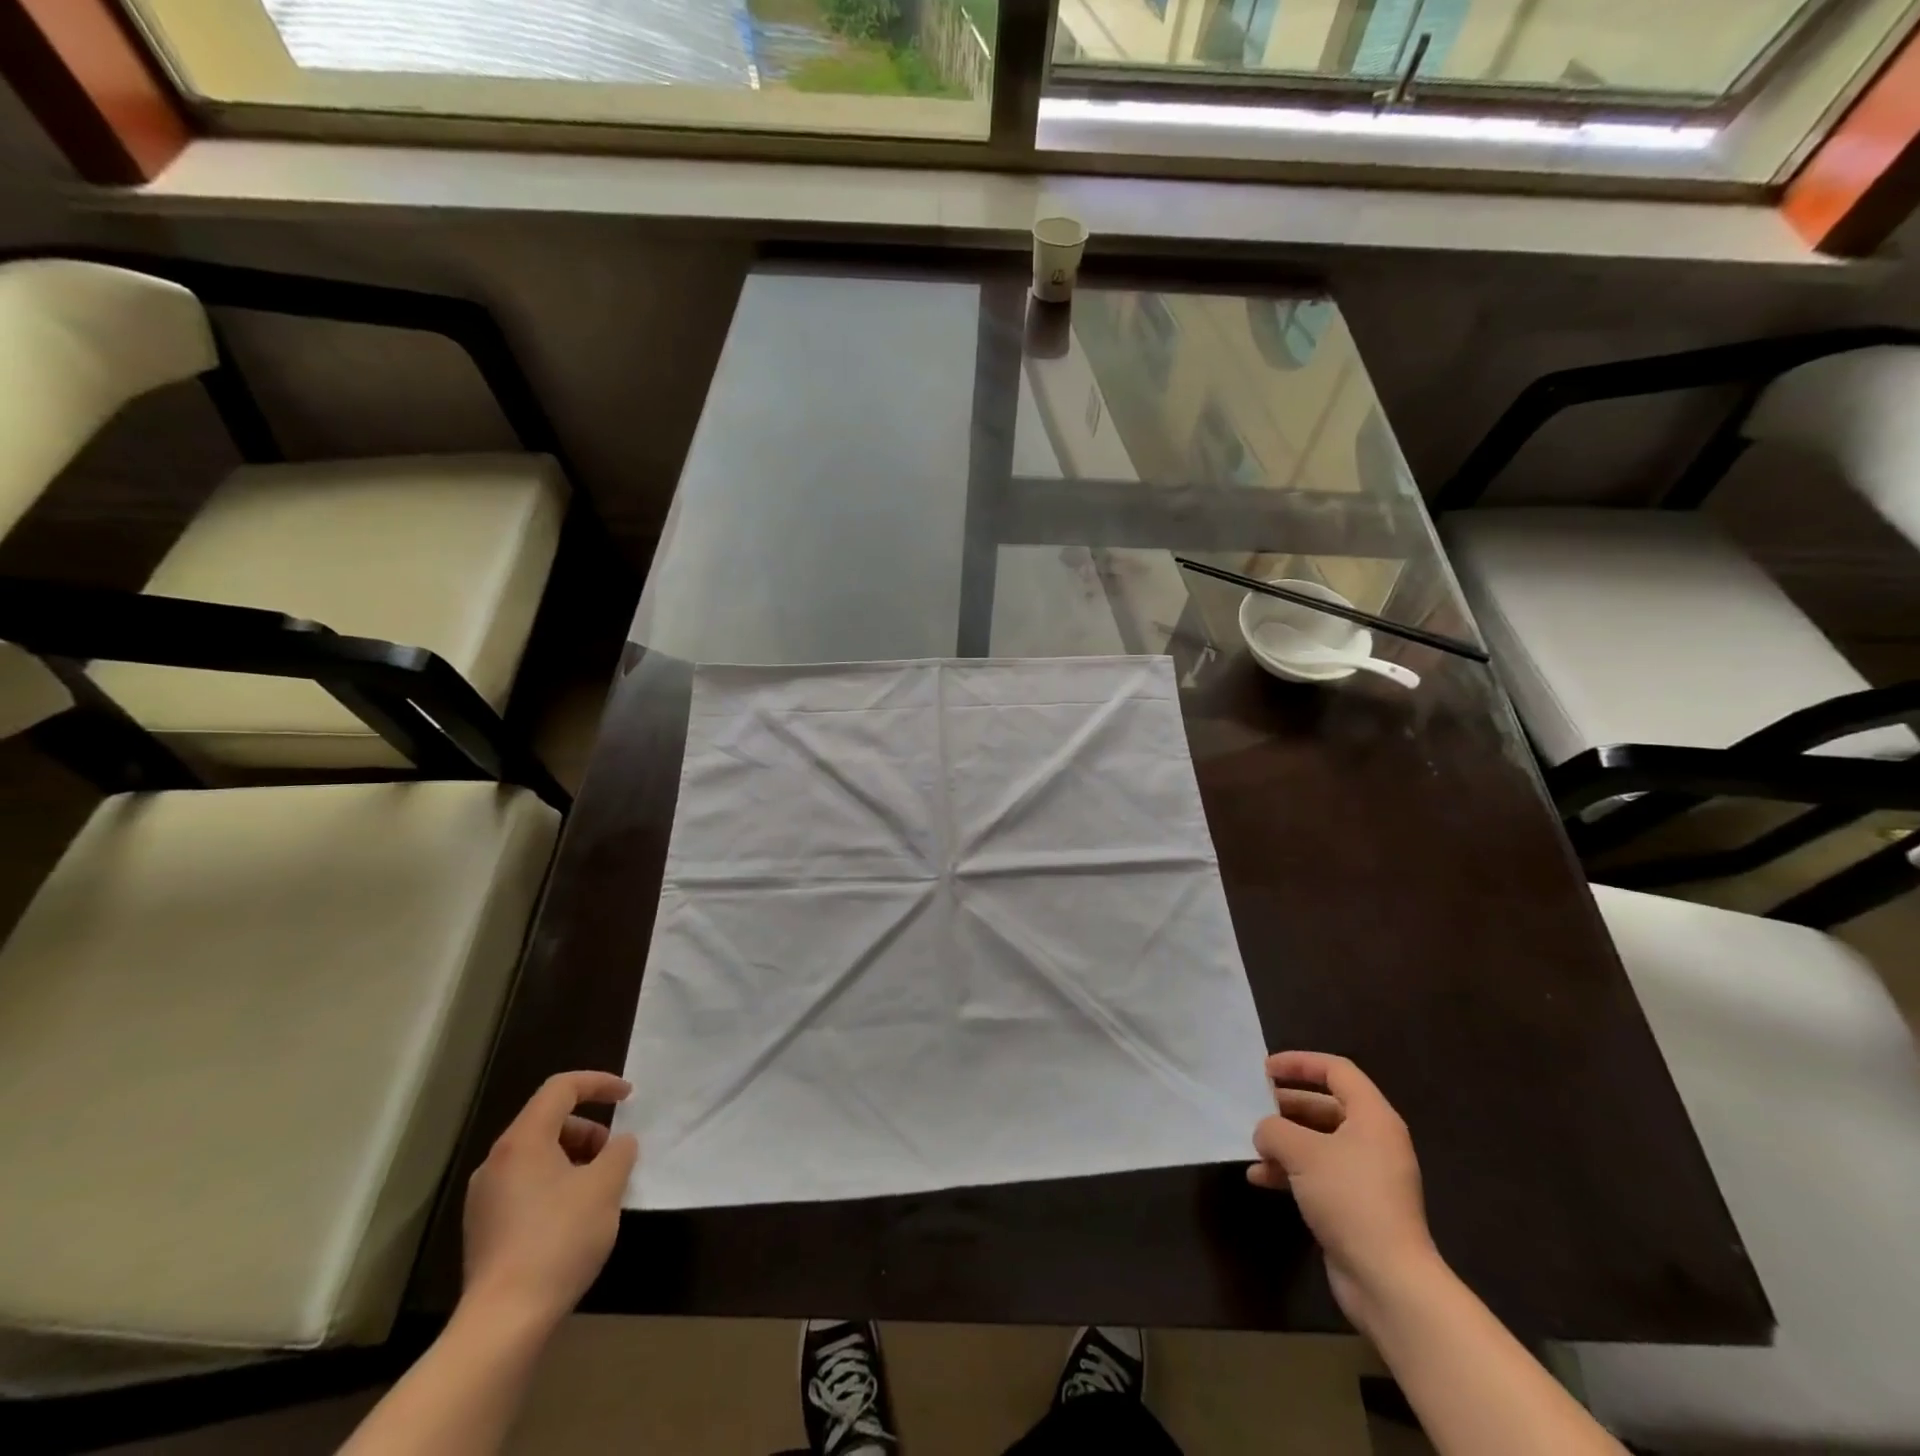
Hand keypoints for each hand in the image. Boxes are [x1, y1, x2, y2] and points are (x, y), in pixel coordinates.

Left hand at [462, 1071, 638, 1332]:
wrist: (503, 1323)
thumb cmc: (559, 1240)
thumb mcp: (605, 1187)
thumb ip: (619, 1153)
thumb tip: (619, 1144)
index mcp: (523, 1141)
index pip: (562, 1088)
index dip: (599, 1083)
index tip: (628, 1096)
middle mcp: (496, 1162)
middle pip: (548, 1121)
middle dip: (589, 1128)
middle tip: (614, 1154)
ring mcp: (484, 1197)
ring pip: (537, 1155)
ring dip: (574, 1157)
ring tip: (599, 1188)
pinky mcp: (483, 1229)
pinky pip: (525, 1184)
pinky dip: (555, 1183)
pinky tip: (574, 1216)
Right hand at [1249, 1051, 1439, 1325]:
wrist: (1388, 1281)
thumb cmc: (1349, 1199)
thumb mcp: (1302, 1152)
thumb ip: (1275, 1129)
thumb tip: (1265, 1132)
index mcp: (1373, 1118)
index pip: (1337, 1071)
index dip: (1300, 1063)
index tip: (1265, 1069)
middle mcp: (1374, 1141)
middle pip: (1326, 1106)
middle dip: (1287, 1105)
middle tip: (1254, 1105)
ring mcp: (1367, 1176)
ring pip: (1319, 1142)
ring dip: (1284, 1140)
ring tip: (1253, 1144)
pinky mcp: (1357, 1205)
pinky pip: (1319, 1173)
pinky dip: (1290, 1170)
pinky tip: (1260, 1178)